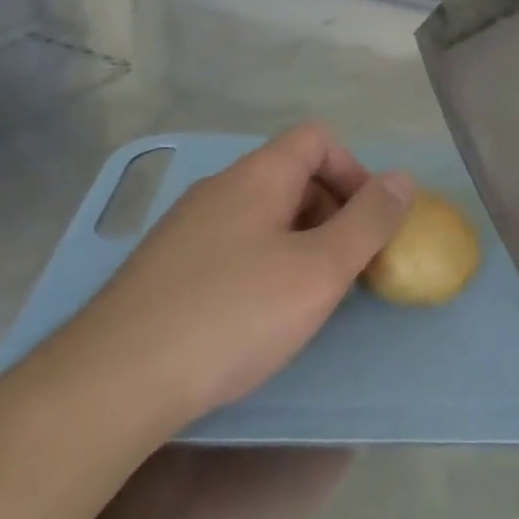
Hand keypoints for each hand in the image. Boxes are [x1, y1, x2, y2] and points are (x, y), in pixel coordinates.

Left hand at [63, 123, 412, 427]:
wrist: (116, 380)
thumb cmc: (233, 315)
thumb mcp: (319, 271)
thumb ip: (368, 222)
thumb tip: (402, 178)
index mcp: (257, 176)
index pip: (316, 138)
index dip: (354, 171)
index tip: (369, 224)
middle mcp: (219, 189)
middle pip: (291, 175)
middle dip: (332, 211)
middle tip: (345, 267)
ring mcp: (187, 227)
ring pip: (262, 214)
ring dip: (300, 242)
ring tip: (307, 295)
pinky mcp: (167, 266)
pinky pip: (233, 245)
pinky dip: (264, 264)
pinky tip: (258, 314)